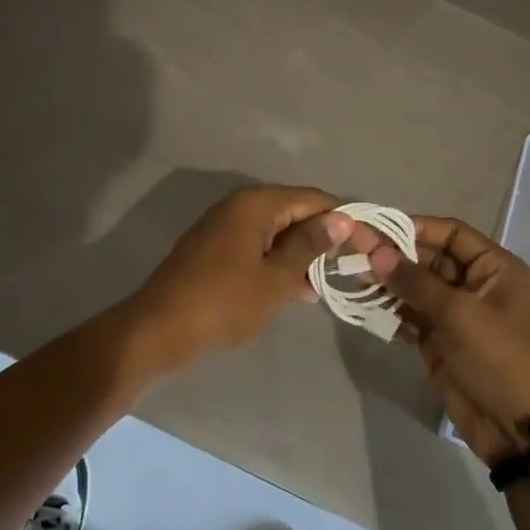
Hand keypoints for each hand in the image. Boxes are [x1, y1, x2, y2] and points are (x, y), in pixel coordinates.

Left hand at [129, 185, 355, 369]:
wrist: (159, 329)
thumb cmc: (224, 303)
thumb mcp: (276, 278)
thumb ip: (310, 246)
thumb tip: (340, 219)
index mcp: (257, 204)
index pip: (314, 200)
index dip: (345, 220)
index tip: (370, 246)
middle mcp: (240, 205)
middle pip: (295, 212)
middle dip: (325, 237)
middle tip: (354, 266)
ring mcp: (224, 226)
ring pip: (277, 232)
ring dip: (303, 254)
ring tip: (331, 282)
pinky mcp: (215, 249)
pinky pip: (259, 246)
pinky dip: (280, 263)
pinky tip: (298, 290)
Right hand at [369, 217, 529, 466]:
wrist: (522, 431)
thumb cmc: (502, 359)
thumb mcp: (461, 314)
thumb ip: (416, 282)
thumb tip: (376, 251)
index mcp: (494, 268)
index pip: (451, 234)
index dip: (415, 228)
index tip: (376, 227)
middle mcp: (475, 285)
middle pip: (429, 258)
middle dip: (394, 255)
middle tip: (353, 250)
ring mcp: (456, 315)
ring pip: (416, 288)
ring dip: (387, 282)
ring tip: (350, 273)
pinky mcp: (440, 342)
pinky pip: (410, 316)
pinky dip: (388, 310)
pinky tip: (362, 302)